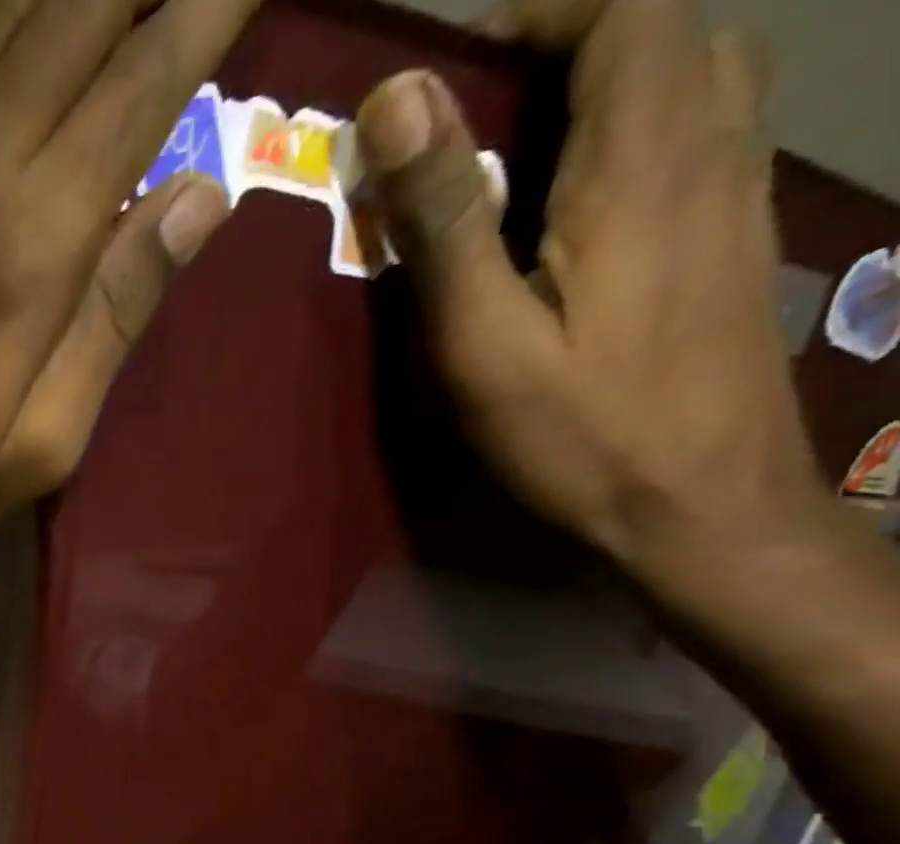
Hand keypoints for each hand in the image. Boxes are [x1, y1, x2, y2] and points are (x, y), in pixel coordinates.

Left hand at [0, 0, 257, 582]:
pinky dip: (10, 32)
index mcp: (30, 241)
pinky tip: (37, 41)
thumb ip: (115, 316)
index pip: (142, 81)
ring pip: (7, 21)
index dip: (209, 11)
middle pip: (74, 14)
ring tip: (122, 3)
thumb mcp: (40, 442)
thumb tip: (200, 197)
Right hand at [356, 0, 826, 586]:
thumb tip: (399, 100)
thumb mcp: (485, 337)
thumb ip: (445, 218)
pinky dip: (638, 130)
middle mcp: (712, 142)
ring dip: (608, 83)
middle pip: (664, 31)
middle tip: (476, 114)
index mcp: (642, 158)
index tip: (458, 62)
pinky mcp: (737, 232)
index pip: (624, 9)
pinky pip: (702, 131)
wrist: (700, 501)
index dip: (542, 11)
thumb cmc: (578, 430)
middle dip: (569, 44)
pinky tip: (580, 202)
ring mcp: (740, 185)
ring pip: (693, 75)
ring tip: (520, 152)